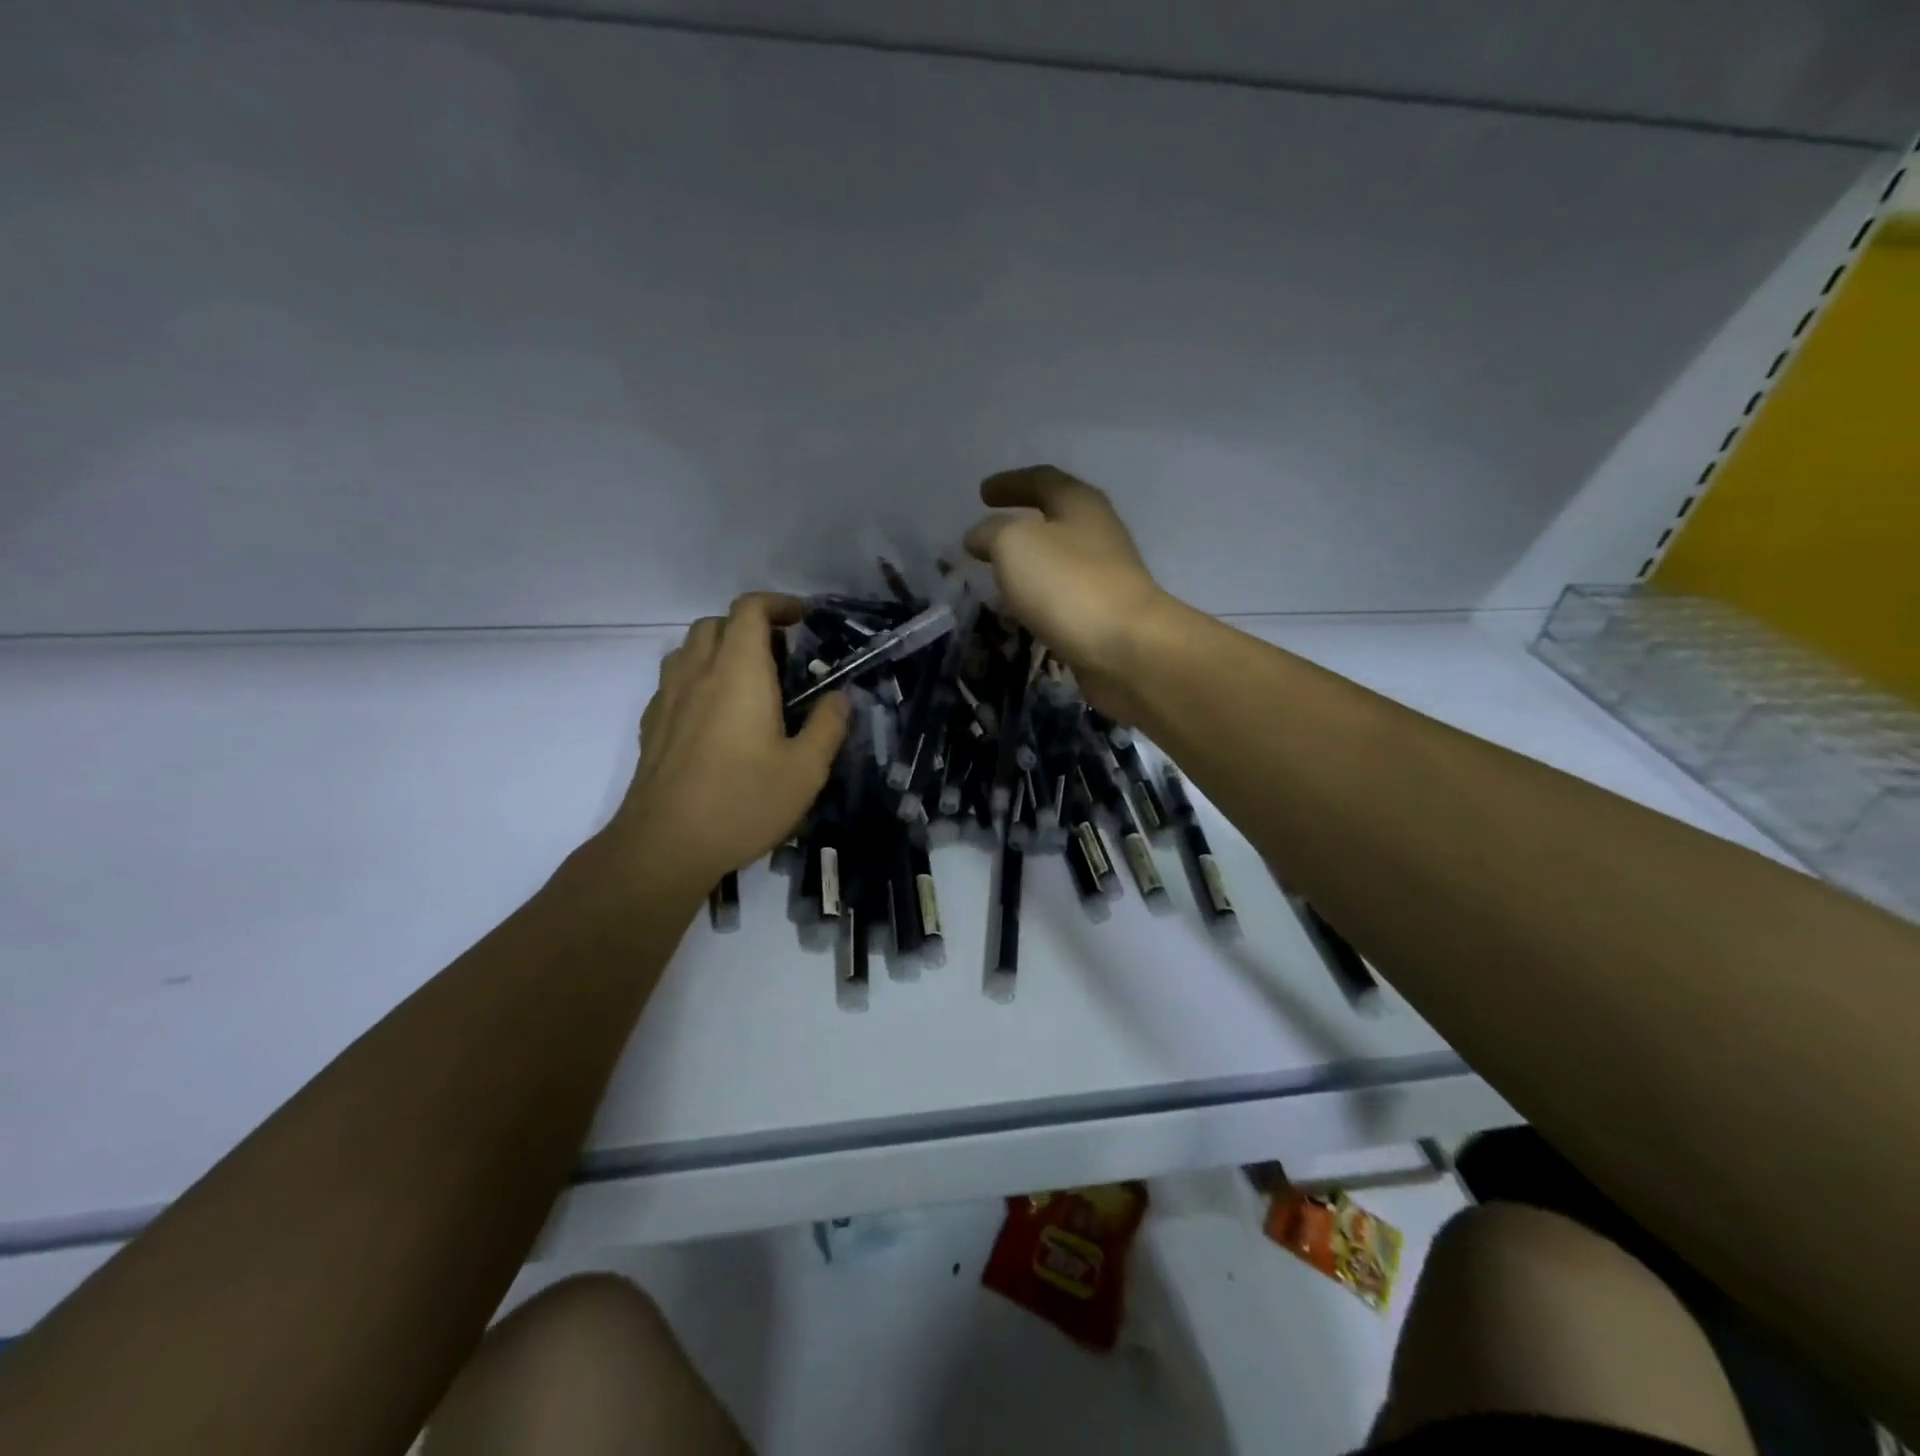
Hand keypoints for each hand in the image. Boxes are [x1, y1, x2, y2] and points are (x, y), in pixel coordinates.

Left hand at [601, 593, 848, 889]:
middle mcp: (697, 673)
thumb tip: (840, 697)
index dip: (778, 604)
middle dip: (750, 626)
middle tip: (782, 656)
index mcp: (738, 672)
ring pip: (689, 649)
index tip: (803, 619)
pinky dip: (698, 679)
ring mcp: (667, 698)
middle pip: (716, 623)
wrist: (665, 845)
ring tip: (748, 682)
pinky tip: (717, 717)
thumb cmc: (743, 802)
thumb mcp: (806, 770)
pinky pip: (674, 681)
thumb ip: (828, 725)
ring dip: (720, 649)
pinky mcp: (652, 726)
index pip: (750, 609)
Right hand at [963, 466, 1170, 719]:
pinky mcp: (1105, 614)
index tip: (982, 493)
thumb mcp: (1014, 544)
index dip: (1010, 483)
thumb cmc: (1068, 584)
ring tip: (1001, 572)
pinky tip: (1024, 608)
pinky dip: (1041, 594)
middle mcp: (1099, 533)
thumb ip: (990, 534)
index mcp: (1080, 504)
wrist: (1125, 648)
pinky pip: (1065, 594)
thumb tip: (978, 537)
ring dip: (1031, 561)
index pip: (1042, 480)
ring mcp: (1106, 576)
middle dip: (1023, 522)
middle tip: (991, 534)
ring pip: (1061, 558)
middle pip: (1057, 517)